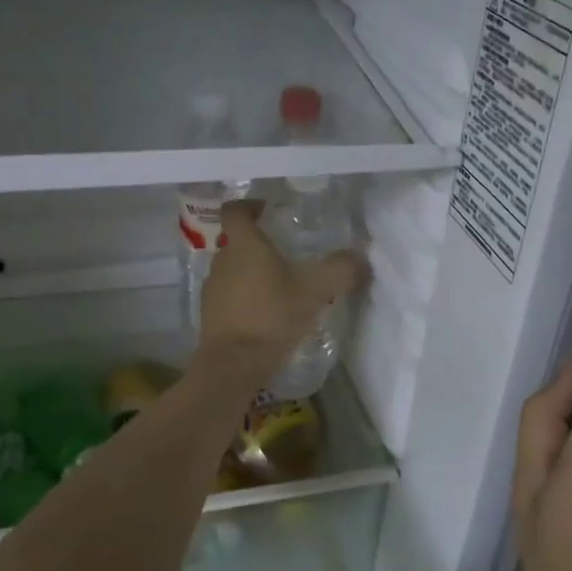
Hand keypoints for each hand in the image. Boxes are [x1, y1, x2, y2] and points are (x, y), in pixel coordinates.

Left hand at [199, 199, 367, 378]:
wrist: (234, 365)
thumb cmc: (272, 316)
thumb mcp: (315, 290)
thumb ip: (340, 269)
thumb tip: (360, 258)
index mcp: (243, 245)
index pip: (235, 210)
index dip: (250, 205)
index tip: (267, 210)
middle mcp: (222, 260)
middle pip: (237, 242)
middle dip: (260, 245)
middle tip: (287, 254)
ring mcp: (212, 289)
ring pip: (233, 270)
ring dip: (253, 274)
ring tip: (281, 288)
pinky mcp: (211, 315)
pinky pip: (230, 297)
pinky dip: (246, 299)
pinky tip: (267, 315)